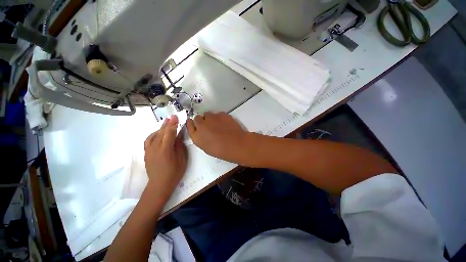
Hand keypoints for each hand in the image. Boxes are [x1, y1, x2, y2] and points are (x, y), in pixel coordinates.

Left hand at [144, 115, 186, 201]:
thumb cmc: (174, 172)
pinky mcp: (146, 153)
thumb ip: (179, 146)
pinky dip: (153, 134)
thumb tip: (178, 136)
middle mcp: (155, 148)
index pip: (169, 133)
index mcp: (165, 149)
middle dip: (167, 124)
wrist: (159, 185)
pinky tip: (157, 133)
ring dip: (160, 128)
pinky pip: (148, 140)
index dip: (173, 124)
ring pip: (154, 135)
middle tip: (172, 117)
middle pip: (161, 132)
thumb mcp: (181, 159)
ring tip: (166, 122)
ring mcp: (149, 150)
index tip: (176, 117)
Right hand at [186, 112, 252, 164]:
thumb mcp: (206, 147)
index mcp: (196, 135)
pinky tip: (225, 124)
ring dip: (210, 118)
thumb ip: (200, 137)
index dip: (192, 124)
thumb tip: (201, 130)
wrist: (236, 144)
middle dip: (201, 121)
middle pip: (197, 118)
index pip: (189, 124)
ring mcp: (212, 118)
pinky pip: (218, 114)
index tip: (196, 124)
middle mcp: (201, 124)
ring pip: (208, 114)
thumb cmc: (221, 150)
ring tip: (218, 124)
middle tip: (209, 126)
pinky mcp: (221, 114)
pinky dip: (220, 118)